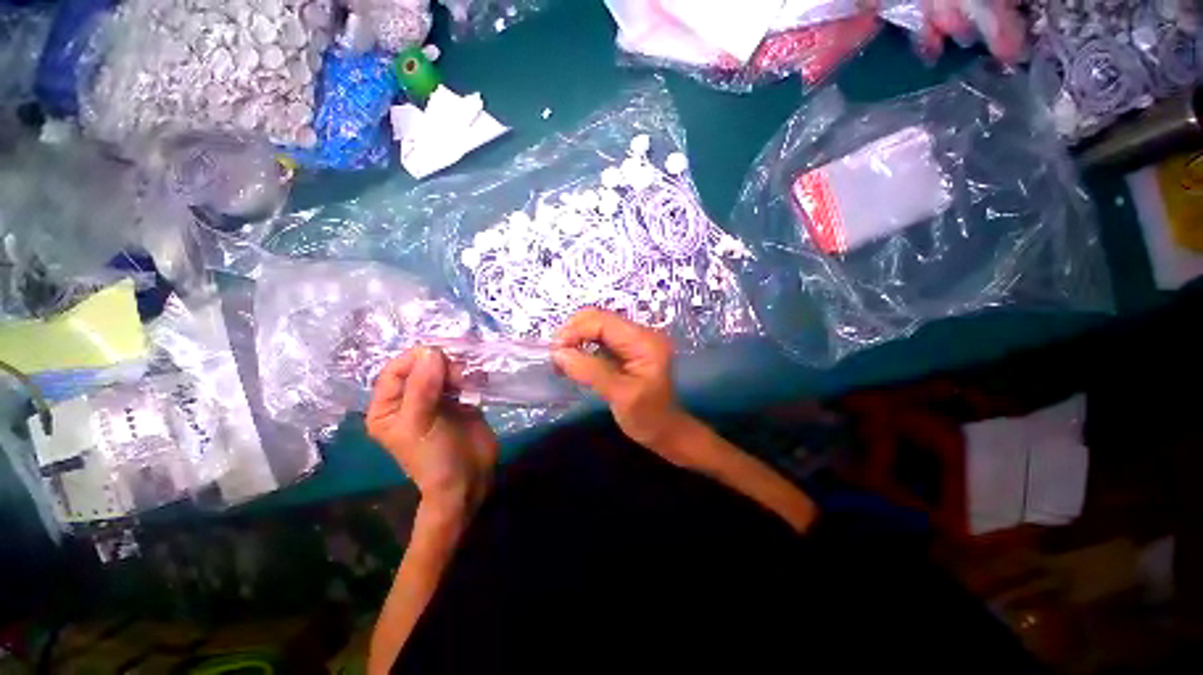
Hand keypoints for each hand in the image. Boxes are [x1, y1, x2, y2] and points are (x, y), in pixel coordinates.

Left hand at [366, 348, 497, 514]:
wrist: (469, 478)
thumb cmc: (435, 455)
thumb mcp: (421, 422)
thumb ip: (422, 386)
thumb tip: (431, 350)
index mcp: (388, 407)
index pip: (395, 370)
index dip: (415, 359)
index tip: (440, 357)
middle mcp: (410, 399)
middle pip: (422, 366)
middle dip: (440, 365)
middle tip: (458, 376)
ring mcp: (437, 399)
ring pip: (444, 370)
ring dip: (458, 370)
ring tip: (468, 383)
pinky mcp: (460, 400)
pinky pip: (462, 379)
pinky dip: (471, 376)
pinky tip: (478, 384)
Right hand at [553, 309, 694, 460]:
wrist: (664, 430)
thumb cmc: (647, 417)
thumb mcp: (619, 396)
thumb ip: (590, 372)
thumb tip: (559, 353)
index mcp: (644, 341)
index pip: (603, 321)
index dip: (575, 330)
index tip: (555, 352)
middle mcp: (640, 333)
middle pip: (598, 318)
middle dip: (573, 332)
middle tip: (556, 356)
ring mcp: (633, 339)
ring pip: (595, 326)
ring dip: (575, 338)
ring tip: (561, 360)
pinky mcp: (625, 348)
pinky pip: (598, 338)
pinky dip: (581, 346)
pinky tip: (572, 361)